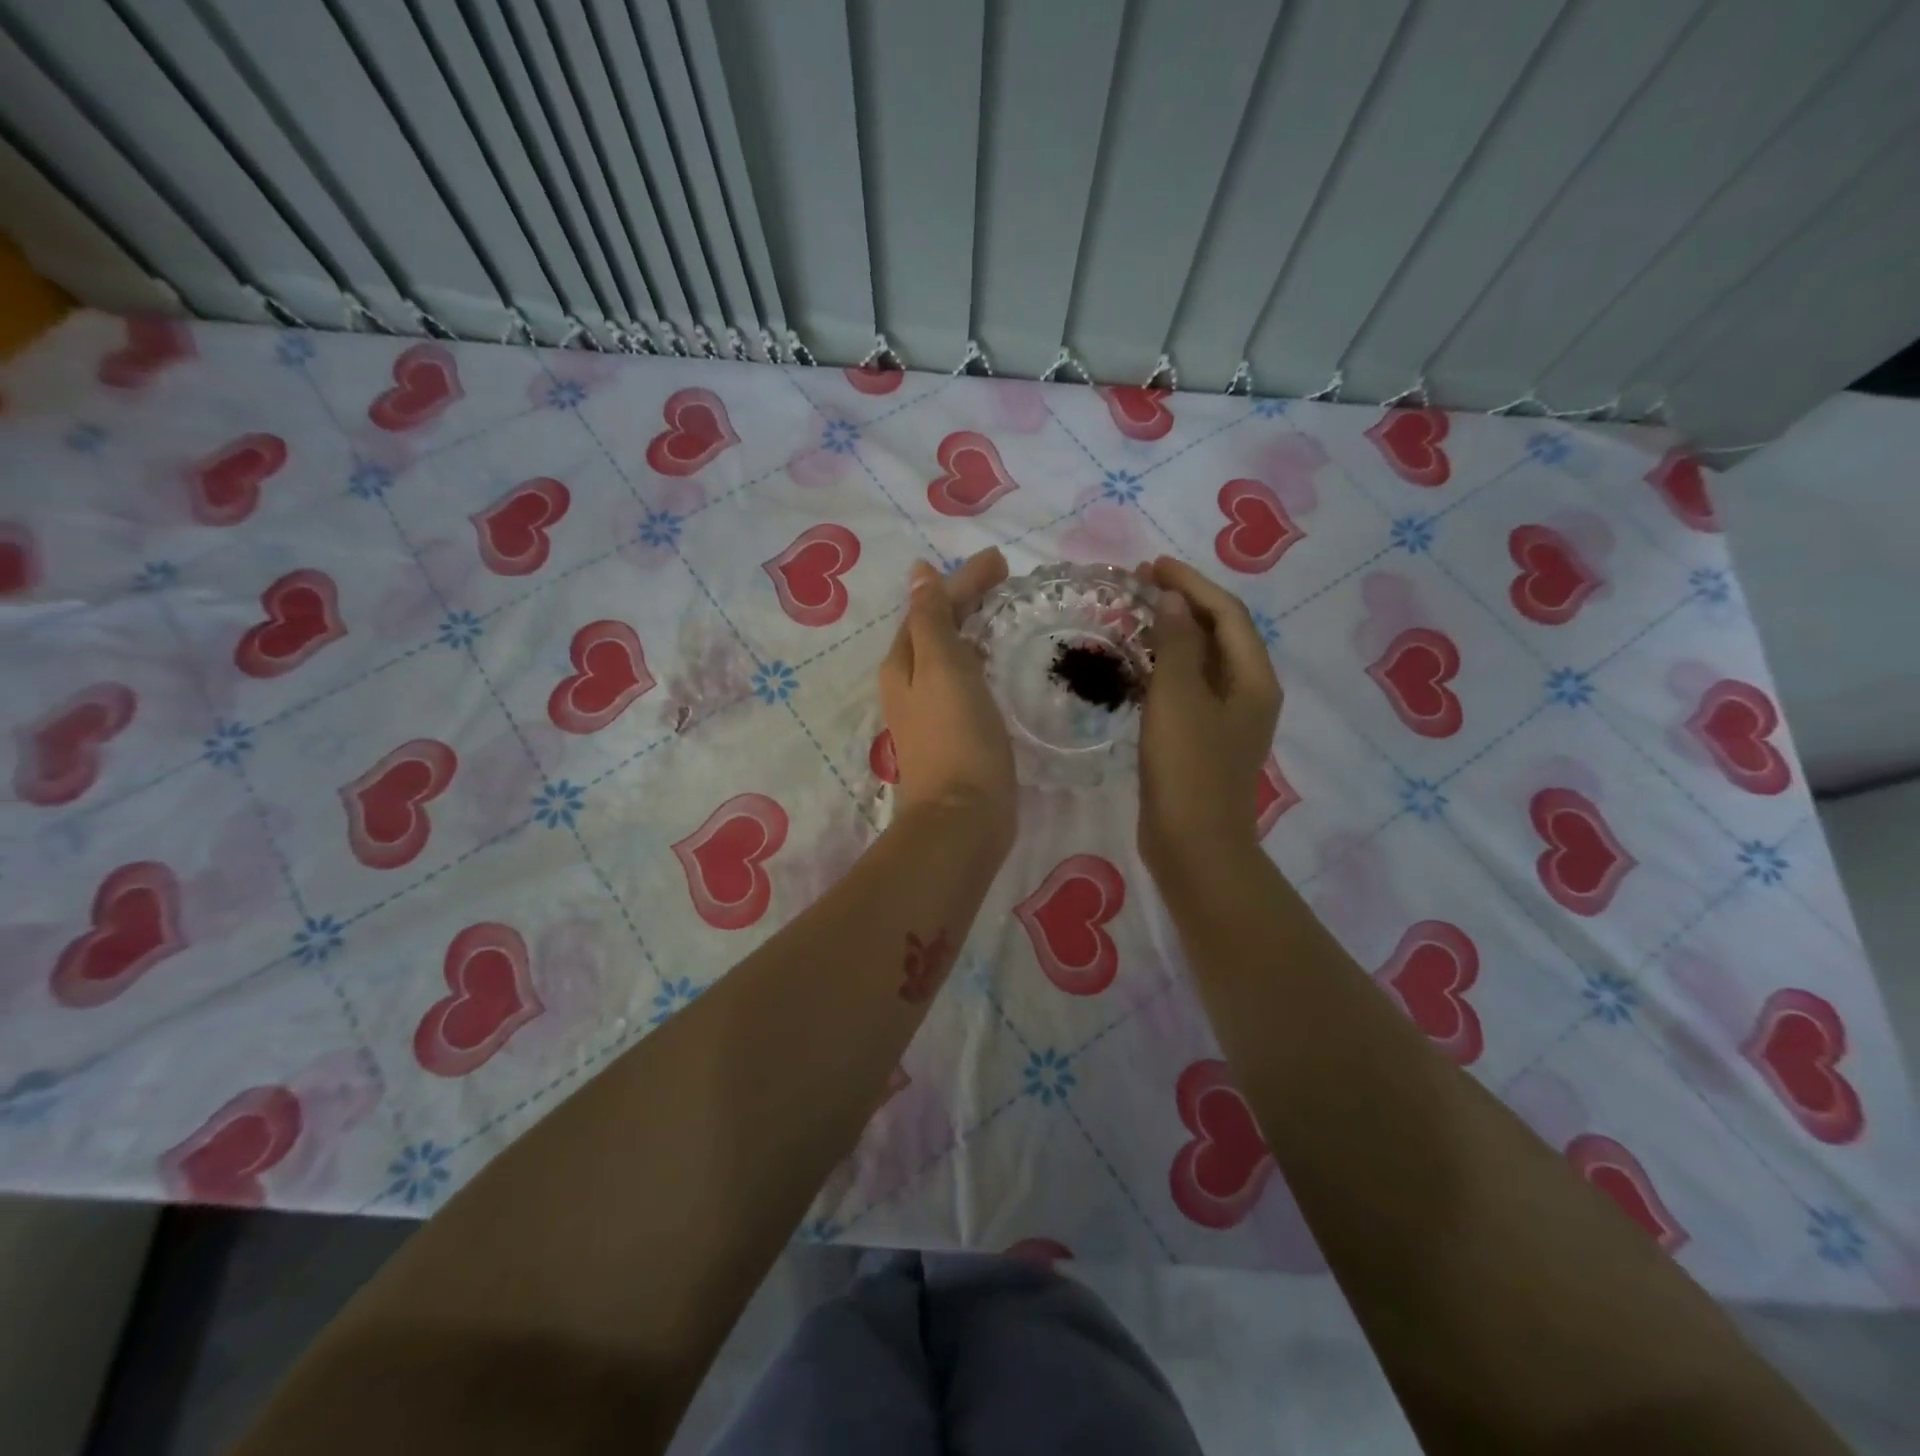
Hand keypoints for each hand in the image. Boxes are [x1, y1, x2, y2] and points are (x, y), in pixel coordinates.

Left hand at [879, 549, 1015, 849]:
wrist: (963, 818)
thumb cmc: (956, 737)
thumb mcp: (942, 667)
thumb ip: (931, 619)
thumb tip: (918, 573)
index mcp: (903, 664)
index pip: (930, 607)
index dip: (963, 581)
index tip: (1001, 562)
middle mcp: (909, 685)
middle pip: (936, 629)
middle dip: (966, 601)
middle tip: (1007, 583)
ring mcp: (929, 713)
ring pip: (949, 656)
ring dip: (972, 630)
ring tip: (1004, 614)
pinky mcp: (953, 735)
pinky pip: (963, 683)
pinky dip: (979, 662)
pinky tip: (997, 666)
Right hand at [1136, 556, 1281, 872]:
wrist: (1193, 845)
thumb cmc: (1187, 768)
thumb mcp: (1178, 698)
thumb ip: (1178, 643)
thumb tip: (1175, 600)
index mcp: (1254, 679)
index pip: (1227, 614)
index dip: (1192, 584)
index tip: (1152, 566)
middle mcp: (1249, 693)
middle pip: (1220, 634)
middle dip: (1184, 605)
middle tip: (1140, 586)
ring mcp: (1228, 719)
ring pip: (1202, 662)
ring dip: (1173, 635)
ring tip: (1135, 617)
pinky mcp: (1204, 740)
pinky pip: (1188, 689)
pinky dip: (1166, 668)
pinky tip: (1137, 667)